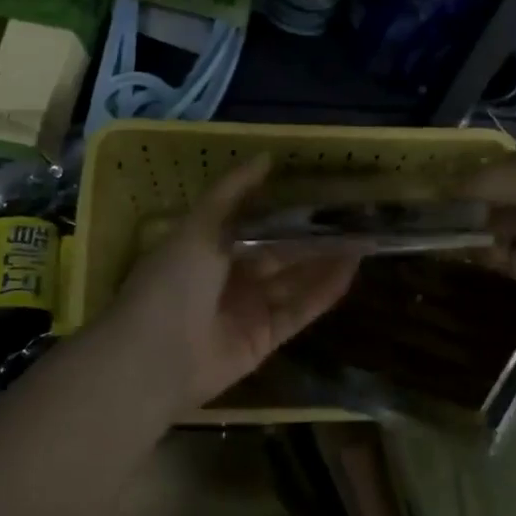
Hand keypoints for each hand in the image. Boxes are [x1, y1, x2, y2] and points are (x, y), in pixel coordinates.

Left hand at [99, 157, 359, 409]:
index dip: (285, 206)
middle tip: (352, 213)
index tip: (319, 188)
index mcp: (209, 245)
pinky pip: (300, 309)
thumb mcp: (199, 226)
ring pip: (295, 278)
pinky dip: (324, 291)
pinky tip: (350, 267)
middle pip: (280, 249)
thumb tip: (265, 157)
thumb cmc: (171, 282)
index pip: (255, 221)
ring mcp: (249, 308)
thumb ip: (232, 192)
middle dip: (312, 233)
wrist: (153, 359)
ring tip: (362, 236)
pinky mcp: (266, 337)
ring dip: (325, 259)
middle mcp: (231, 275)